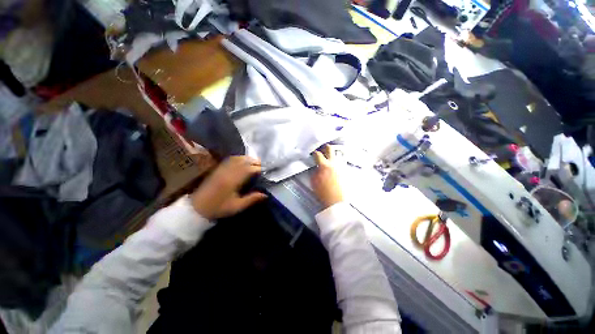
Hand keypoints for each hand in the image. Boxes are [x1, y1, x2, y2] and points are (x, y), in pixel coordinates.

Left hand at [191, 156, 266, 219]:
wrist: (196, 207)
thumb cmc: (218, 208)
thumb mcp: (236, 207)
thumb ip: (251, 199)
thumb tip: (265, 195)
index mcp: (233, 181)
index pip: (249, 169)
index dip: (258, 169)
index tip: (266, 171)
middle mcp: (228, 172)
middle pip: (244, 161)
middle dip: (255, 162)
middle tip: (263, 166)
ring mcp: (222, 169)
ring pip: (237, 159)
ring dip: (248, 158)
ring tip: (255, 162)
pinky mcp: (218, 169)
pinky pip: (230, 159)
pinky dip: (239, 158)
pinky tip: (243, 160)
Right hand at [311, 145, 343, 208]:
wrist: (336, 201)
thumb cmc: (324, 193)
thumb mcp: (314, 181)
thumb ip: (314, 171)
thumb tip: (315, 167)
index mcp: (324, 166)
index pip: (318, 154)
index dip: (314, 152)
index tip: (313, 153)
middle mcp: (334, 163)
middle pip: (330, 149)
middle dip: (325, 147)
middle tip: (322, 148)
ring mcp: (341, 166)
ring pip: (338, 154)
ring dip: (332, 153)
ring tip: (328, 155)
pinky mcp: (345, 171)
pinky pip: (341, 161)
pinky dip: (337, 160)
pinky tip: (334, 164)